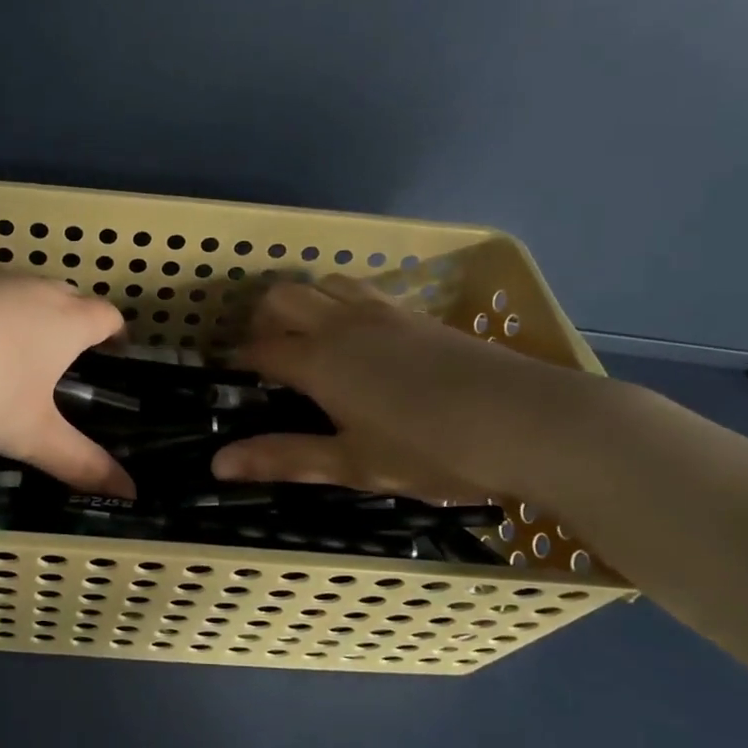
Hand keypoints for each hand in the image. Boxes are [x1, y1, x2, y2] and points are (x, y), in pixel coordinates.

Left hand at [0, 274, 133, 496]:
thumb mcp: (32, 435)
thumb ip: (81, 464)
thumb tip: (129, 494)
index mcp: (67, 321)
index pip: (108, 316)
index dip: (116, 333)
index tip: (115, 352)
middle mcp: (34, 290)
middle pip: (68, 296)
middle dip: (73, 322)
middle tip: (65, 360)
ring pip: (21, 293)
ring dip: (25, 317)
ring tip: (11, 357)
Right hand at [210, 275, 600, 501]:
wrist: (530, 421)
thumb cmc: (432, 451)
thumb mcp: (352, 464)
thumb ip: (284, 458)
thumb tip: (217, 464)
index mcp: (319, 361)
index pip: (260, 349)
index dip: (238, 361)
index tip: (230, 378)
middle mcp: (342, 324)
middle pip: (282, 297)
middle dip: (262, 320)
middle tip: (267, 358)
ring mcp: (383, 312)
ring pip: (323, 283)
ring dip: (304, 302)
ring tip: (310, 341)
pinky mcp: (417, 315)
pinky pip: (362, 291)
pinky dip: (341, 303)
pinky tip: (361, 340)